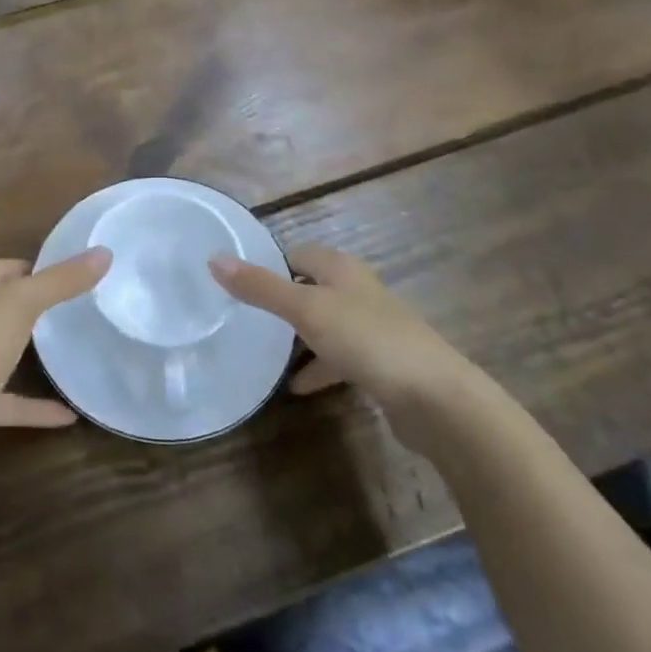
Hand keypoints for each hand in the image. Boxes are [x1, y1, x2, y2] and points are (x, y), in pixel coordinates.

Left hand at [0, 249, 109, 477]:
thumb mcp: (21, 304)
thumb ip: (61, 280)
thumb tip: (104, 252)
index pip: (6, 267)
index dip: (38, 266)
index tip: (77, 272)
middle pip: (4, 308)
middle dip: (36, 307)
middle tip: (82, 308)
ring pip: (5, 353)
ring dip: (32, 354)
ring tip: (74, 352)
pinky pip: (10, 401)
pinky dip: (37, 407)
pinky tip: (70, 415)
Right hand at [209, 246, 483, 436]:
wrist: (435, 398)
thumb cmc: (367, 340)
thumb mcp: (306, 310)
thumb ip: (261, 287)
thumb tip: (214, 258)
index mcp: (341, 269)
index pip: (296, 254)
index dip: (269, 265)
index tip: (237, 283)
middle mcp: (357, 291)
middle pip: (310, 287)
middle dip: (281, 301)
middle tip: (244, 317)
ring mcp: (372, 327)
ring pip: (324, 323)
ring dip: (298, 336)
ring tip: (264, 351)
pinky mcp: (380, 362)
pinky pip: (339, 357)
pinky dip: (318, 368)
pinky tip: (297, 387)